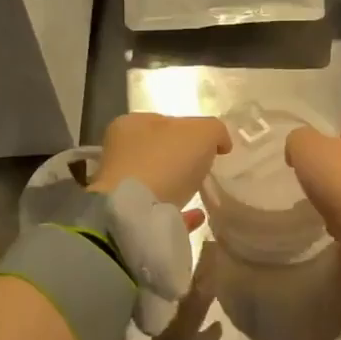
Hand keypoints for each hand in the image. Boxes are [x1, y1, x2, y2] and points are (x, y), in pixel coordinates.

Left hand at [91, 112, 231, 211]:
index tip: (210, 144)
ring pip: (156, 182)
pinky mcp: (129, 218)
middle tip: (207, 167)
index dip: (189, 129)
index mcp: (130, 125)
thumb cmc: (164, 161)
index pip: (164, 121)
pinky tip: (197, 215)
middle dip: (182, 158)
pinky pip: (160, 212)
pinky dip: (178, 212)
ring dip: (178, 185)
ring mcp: (122, 188)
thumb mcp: (202, 132)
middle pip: (159, 152)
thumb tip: (220, 143)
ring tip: (202, 191)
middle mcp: (120, 154)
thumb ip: (215, 131)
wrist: (136, 215)